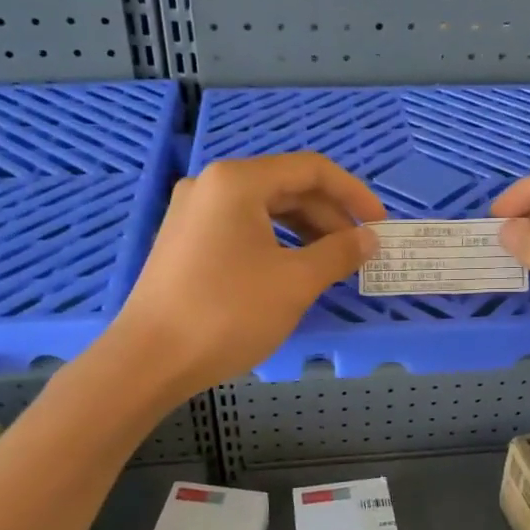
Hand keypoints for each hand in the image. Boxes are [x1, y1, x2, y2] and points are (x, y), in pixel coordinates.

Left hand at [109, 153, 383, 395]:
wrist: (149, 360)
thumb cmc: (227, 314)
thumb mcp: (295, 283)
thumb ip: (338, 253)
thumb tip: (369, 239)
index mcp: (238, 181)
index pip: (311, 169)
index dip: (354, 193)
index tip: (380, 225)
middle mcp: (213, 185)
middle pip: (287, 187)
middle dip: (330, 216)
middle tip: (358, 250)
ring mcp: (194, 212)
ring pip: (265, 209)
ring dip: (306, 230)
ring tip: (332, 262)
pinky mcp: (185, 240)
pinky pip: (243, 228)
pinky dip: (277, 242)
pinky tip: (293, 269)